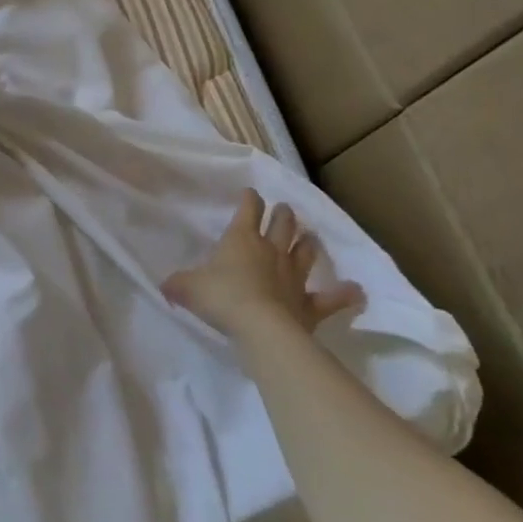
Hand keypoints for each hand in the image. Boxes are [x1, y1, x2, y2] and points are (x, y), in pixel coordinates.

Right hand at [163, 189, 362, 339]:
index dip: (249, 200)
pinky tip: (356, 291)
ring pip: (305, 252)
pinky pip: (331, 298)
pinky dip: (344, 294)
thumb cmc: (220, 298)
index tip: (250, 194)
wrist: (259, 327)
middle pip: (283, 225)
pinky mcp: (310, 303)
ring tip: (311, 236)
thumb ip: (177, 284)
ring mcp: (294, 276)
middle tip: (285, 210)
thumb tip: (166, 286)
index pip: (248, 210)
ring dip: (308, 243)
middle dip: (283, 214)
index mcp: (241, 240)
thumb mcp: (186, 288)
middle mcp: (271, 251)